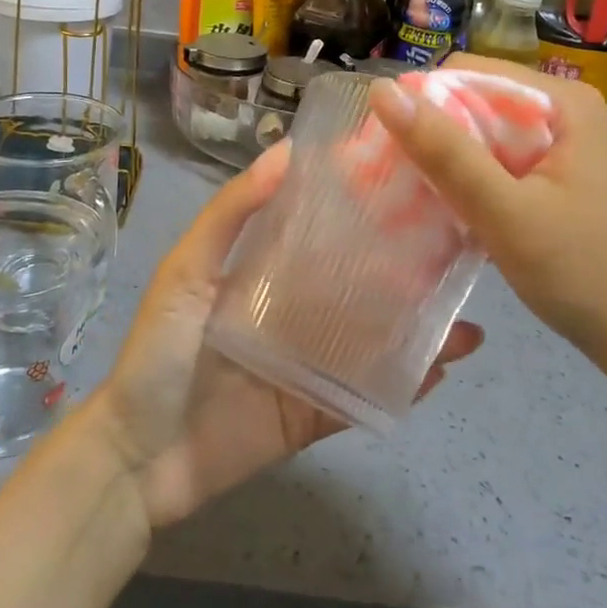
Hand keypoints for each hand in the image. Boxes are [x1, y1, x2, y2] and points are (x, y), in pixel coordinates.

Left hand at [86, 145, 482, 529]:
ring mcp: (311, 366)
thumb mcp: (187, 269)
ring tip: (467, 314)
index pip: (323, 233)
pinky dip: (404, 385)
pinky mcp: (318, 413)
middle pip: (358, 287)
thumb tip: (286, 150)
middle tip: (458, 249)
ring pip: (374, 341)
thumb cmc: (159, 350)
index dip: (360, 211)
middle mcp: (295, 314)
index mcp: (267, 274)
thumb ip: (232, 212)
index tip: (407, 186)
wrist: (139, 457)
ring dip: (418, 329)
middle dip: (404, 271)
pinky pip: (367, 396)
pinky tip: (443, 367)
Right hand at [368, 56, 606, 424]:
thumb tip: (383, 92)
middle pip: (475, 102)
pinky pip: (498, 163)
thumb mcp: (506, 212)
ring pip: (482, 135)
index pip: (468, 73)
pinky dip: (468, 182)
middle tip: (393, 179)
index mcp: (561, 101)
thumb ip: (445, 152)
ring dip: (446, 162)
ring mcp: (561, 146)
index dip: (422, 103)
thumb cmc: (584, 273)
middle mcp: (562, 112)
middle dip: (432, 136)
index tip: (387, 148)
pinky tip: (446, 210)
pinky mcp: (556, 177)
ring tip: (410, 196)